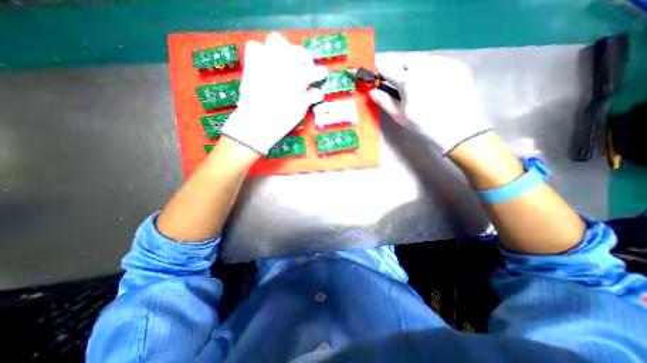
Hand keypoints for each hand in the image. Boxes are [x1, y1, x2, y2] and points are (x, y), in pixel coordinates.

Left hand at [223, 31, 329, 153]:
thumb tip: (316, 91)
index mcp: (298, 79)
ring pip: (277, 40)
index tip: (322, 75)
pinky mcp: (252, 64)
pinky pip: (255, 46)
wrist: (256, 124)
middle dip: (304, 58)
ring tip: (286, 62)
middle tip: (305, 68)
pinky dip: (261, 52)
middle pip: (298, 51)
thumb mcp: (300, 111)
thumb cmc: (282, 121)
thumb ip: (308, 97)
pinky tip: (266, 64)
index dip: (320, 72)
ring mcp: (266, 62)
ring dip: (284, 49)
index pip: (314, 70)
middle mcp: (283, 65)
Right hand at [368, 52, 490, 153]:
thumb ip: (384, 101)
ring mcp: (443, 64)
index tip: (378, 71)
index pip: (387, 67)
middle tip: (403, 83)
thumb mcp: (399, 116)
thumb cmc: (422, 125)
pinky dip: (434, 70)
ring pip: (424, 59)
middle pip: (407, 59)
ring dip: (418, 68)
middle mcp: (424, 66)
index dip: (380, 67)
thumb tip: (372, 91)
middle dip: (402, 67)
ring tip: (422, 85)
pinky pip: (440, 63)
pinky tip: (437, 86)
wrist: (457, 129)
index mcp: (406, 80)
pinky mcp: (458, 67)